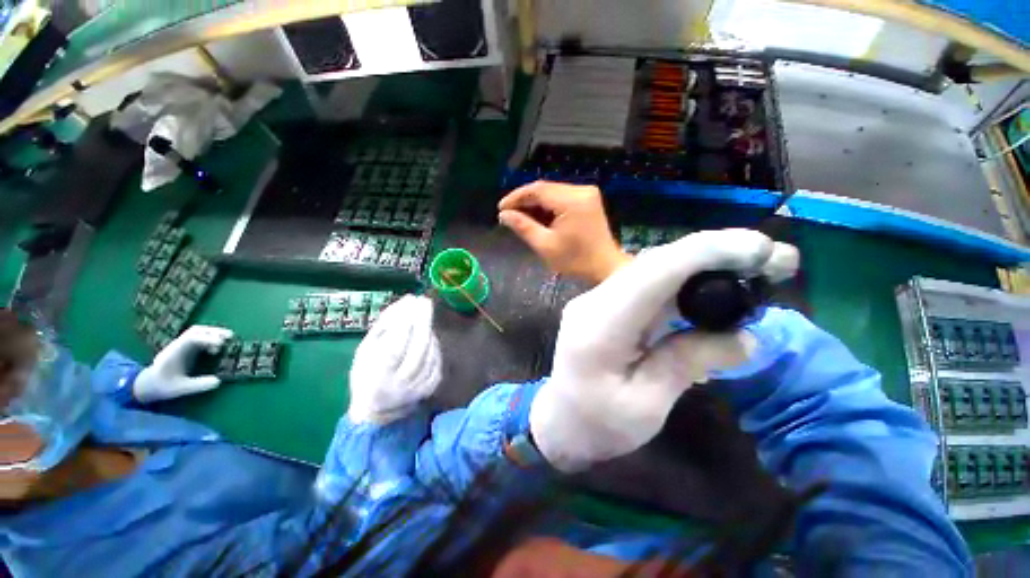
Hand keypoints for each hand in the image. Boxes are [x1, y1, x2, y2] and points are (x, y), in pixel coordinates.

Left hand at [134, 325, 233, 403]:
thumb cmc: (163, 386)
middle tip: (230, 337)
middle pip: (196, 330)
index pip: (191, 338)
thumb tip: (218, 381)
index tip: (221, 344)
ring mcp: (181, 345)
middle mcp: (177, 345)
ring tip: (228, 339)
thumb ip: (198, 385)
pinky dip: (211, 338)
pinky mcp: (186, 348)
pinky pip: (200, 337)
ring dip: (214, 333)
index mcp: (173, 352)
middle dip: (214, 331)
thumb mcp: (180, 389)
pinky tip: (217, 348)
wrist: (148, 384)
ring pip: (198, 332)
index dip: (207, 338)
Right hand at [347, 296, 441, 424]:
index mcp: (377, 377)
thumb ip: (385, 326)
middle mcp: (400, 385)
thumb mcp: (365, 350)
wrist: (377, 411)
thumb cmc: (366, 376)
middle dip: (423, 321)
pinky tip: (428, 337)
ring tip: (423, 318)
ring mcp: (418, 388)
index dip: (405, 324)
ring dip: (428, 331)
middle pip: (418, 349)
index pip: (395, 348)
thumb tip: (406, 301)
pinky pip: (437, 360)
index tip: (411, 302)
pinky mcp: (430, 388)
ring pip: (430, 353)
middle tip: (425, 302)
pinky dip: (434, 345)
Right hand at [498, 181, 630, 283]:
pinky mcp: (588, 199)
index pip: (537, 190)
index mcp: (572, 201)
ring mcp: (587, 193)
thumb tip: (504, 215)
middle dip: (525, 200)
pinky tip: (537, 216)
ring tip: (519, 216)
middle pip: (545, 188)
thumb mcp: (545, 245)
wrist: (604, 267)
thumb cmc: (575, 260)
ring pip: (552, 192)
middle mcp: (581, 190)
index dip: (516, 197)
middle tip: (508, 213)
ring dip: (535, 203)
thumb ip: (523, 226)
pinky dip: (548, 205)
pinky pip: (562, 197)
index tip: (501, 208)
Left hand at [530, 229, 799, 471]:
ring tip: (753, 268)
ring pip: (651, 269)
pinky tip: (713, 285)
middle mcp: (594, 302)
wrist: (561, 420)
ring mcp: (595, 300)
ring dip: (701, 263)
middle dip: (713, 252)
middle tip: (772, 257)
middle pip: (654, 263)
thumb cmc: (599, 425)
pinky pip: (646, 284)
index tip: (761, 249)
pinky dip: (683, 279)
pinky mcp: (603, 305)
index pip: (652, 273)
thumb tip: (744, 337)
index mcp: (599, 327)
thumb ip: (686, 364)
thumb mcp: (647, 406)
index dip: (706, 253)